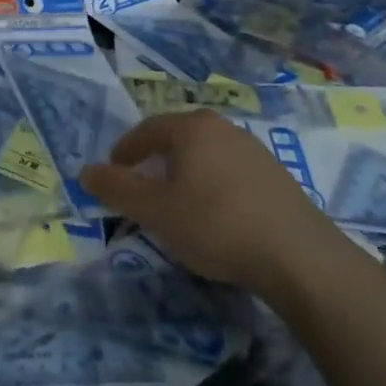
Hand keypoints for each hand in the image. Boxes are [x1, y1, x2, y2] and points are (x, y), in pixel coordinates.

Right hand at [80, 111, 350, 293]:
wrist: (299, 257)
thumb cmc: (215, 225)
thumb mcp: (154, 211)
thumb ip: (116, 189)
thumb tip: (86, 172)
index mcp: (191, 128)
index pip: (145, 130)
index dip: (123, 153)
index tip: (112, 176)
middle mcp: (223, 128)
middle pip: (176, 138)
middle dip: (153, 161)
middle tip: (140, 189)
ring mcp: (254, 150)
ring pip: (205, 155)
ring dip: (183, 174)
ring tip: (176, 205)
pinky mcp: (277, 176)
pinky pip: (229, 172)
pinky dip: (211, 186)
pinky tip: (215, 216)